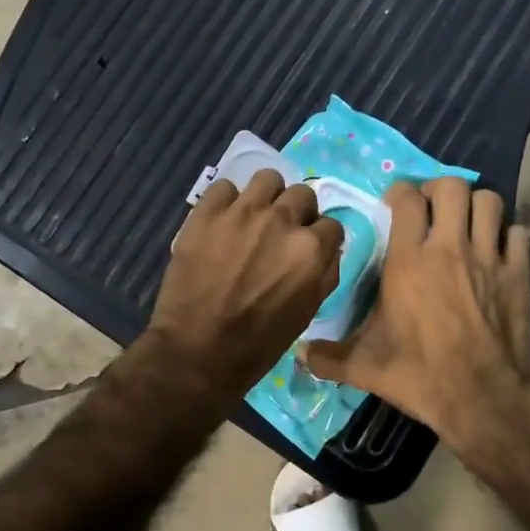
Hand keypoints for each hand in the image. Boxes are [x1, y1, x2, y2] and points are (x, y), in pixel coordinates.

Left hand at [148, 171, 343, 398]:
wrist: (198, 351)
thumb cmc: (259, 342)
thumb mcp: (308, 312)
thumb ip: (325, 273)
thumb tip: (327, 250)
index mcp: (311, 249)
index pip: (331, 224)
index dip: (321, 237)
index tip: (308, 249)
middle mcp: (282, 220)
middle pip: (302, 194)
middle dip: (297, 212)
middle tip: (281, 232)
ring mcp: (242, 211)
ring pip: (267, 179)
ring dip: (267, 197)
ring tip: (253, 217)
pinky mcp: (207, 212)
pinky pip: (224, 187)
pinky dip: (227, 202)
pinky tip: (222, 222)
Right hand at [304, 179, 529, 465]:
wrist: (485, 398)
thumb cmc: (421, 376)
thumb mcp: (366, 367)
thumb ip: (329, 357)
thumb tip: (299, 353)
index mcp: (409, 261)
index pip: (407, 198)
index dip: (400, 191)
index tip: (395, 201)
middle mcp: (449, 248)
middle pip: (452, 187)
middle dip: (440, 189)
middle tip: (432, 207)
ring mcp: (488, 258)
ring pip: (489, 201)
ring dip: (476, 206)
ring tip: (465, 222)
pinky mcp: (517, 274)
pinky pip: (517, 233)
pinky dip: (507, 235)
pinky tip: (496, 250)